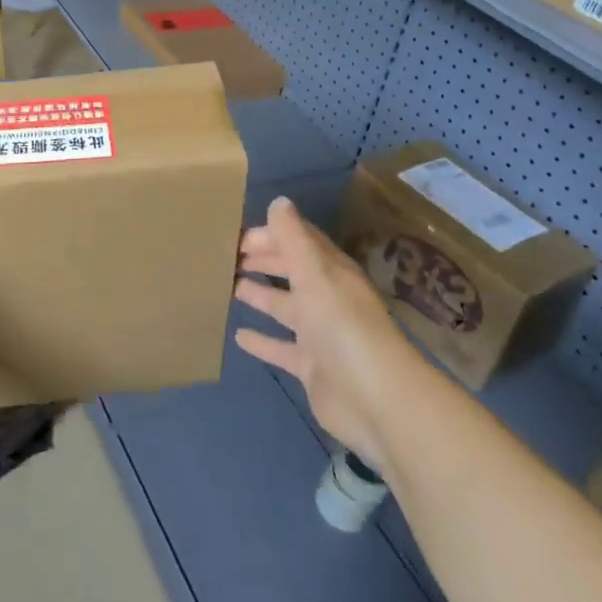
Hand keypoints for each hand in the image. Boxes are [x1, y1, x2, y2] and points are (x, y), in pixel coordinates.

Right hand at [233, 197, 408, 473]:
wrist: (376, 400)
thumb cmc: (342, 326)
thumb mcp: (314, 273)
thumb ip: (293, 238)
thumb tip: (279, 201)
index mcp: (331, 272)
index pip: (299, 242)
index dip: (271, 235)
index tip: (236, 235)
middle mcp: (326, 298)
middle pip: (291, 271)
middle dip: (263, 261)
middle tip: (226, 257)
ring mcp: (319, 335)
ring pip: (284, 307)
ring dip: (259, 296)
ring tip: (228, 287)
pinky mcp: (312, 368)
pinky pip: (281, 348)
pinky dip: (262, 341)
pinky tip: (238, 336)